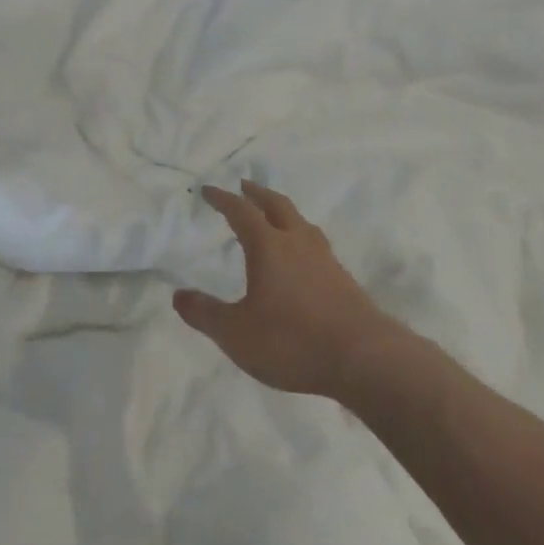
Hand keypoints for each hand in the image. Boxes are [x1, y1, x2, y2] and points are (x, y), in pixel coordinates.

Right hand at [174, 181, 390, 397]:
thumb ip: (205, 314)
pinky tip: (302, 258)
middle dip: (257, 193)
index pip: (241, 211)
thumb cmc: (293, 340)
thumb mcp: (236, 334)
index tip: (208, 190)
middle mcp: (298, 243)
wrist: (365, 358)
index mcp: (269, 246)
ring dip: (283, 213)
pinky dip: (301, 238)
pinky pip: (316, 245)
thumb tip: (178, 295)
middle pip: (277, 205)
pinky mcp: (344, 280)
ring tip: (275, 215)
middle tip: (244, 185)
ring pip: (301, 223)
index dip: (222, 199)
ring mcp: (325, 260)